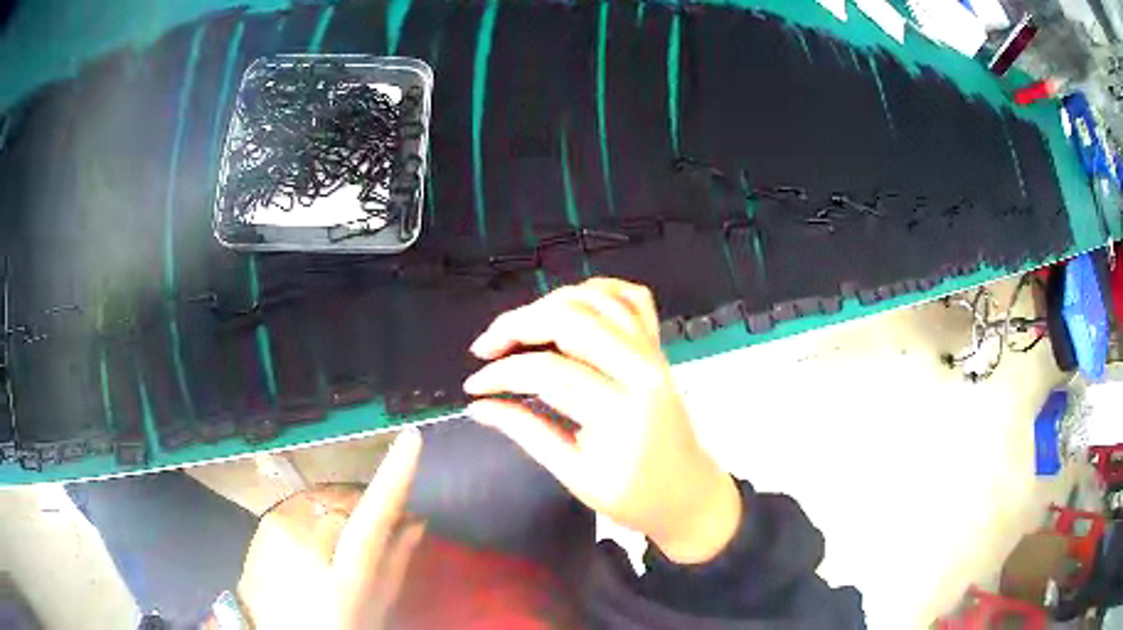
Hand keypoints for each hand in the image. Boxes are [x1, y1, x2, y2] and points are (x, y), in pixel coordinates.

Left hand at [236, 428, 425, 628]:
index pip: (373, 515)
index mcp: (344, 571)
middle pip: (348, 499)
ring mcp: (280, 525)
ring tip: (338, 540)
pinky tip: (313, 536)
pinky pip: (302, 500)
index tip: (411, 439)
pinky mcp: (265, 518)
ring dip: (339, 506)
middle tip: (370, 532)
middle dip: (364, 506)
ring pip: (325, 496)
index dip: (394, 476)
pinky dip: (316, 509)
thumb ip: (396, 561)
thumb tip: (416, 520)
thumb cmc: (337, 624)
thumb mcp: (376, 605)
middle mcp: (308, 540)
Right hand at [464, 278, 740, 564]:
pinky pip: (631, 298)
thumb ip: (526, 432)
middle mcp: (641, 368)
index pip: (548, 372)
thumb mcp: (574, 474)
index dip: (501, 374)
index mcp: (620, 411)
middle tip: (486, 348)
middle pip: (571, 318)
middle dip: (517, 324)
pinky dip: (597, 290)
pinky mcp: (658, 347)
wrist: (688, 493)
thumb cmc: (634, 496)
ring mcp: (654, 352)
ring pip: (597, 299)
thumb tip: (478, 406)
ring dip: (550, 303)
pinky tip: (570, 306)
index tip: (474, 387)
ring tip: (519, 329)